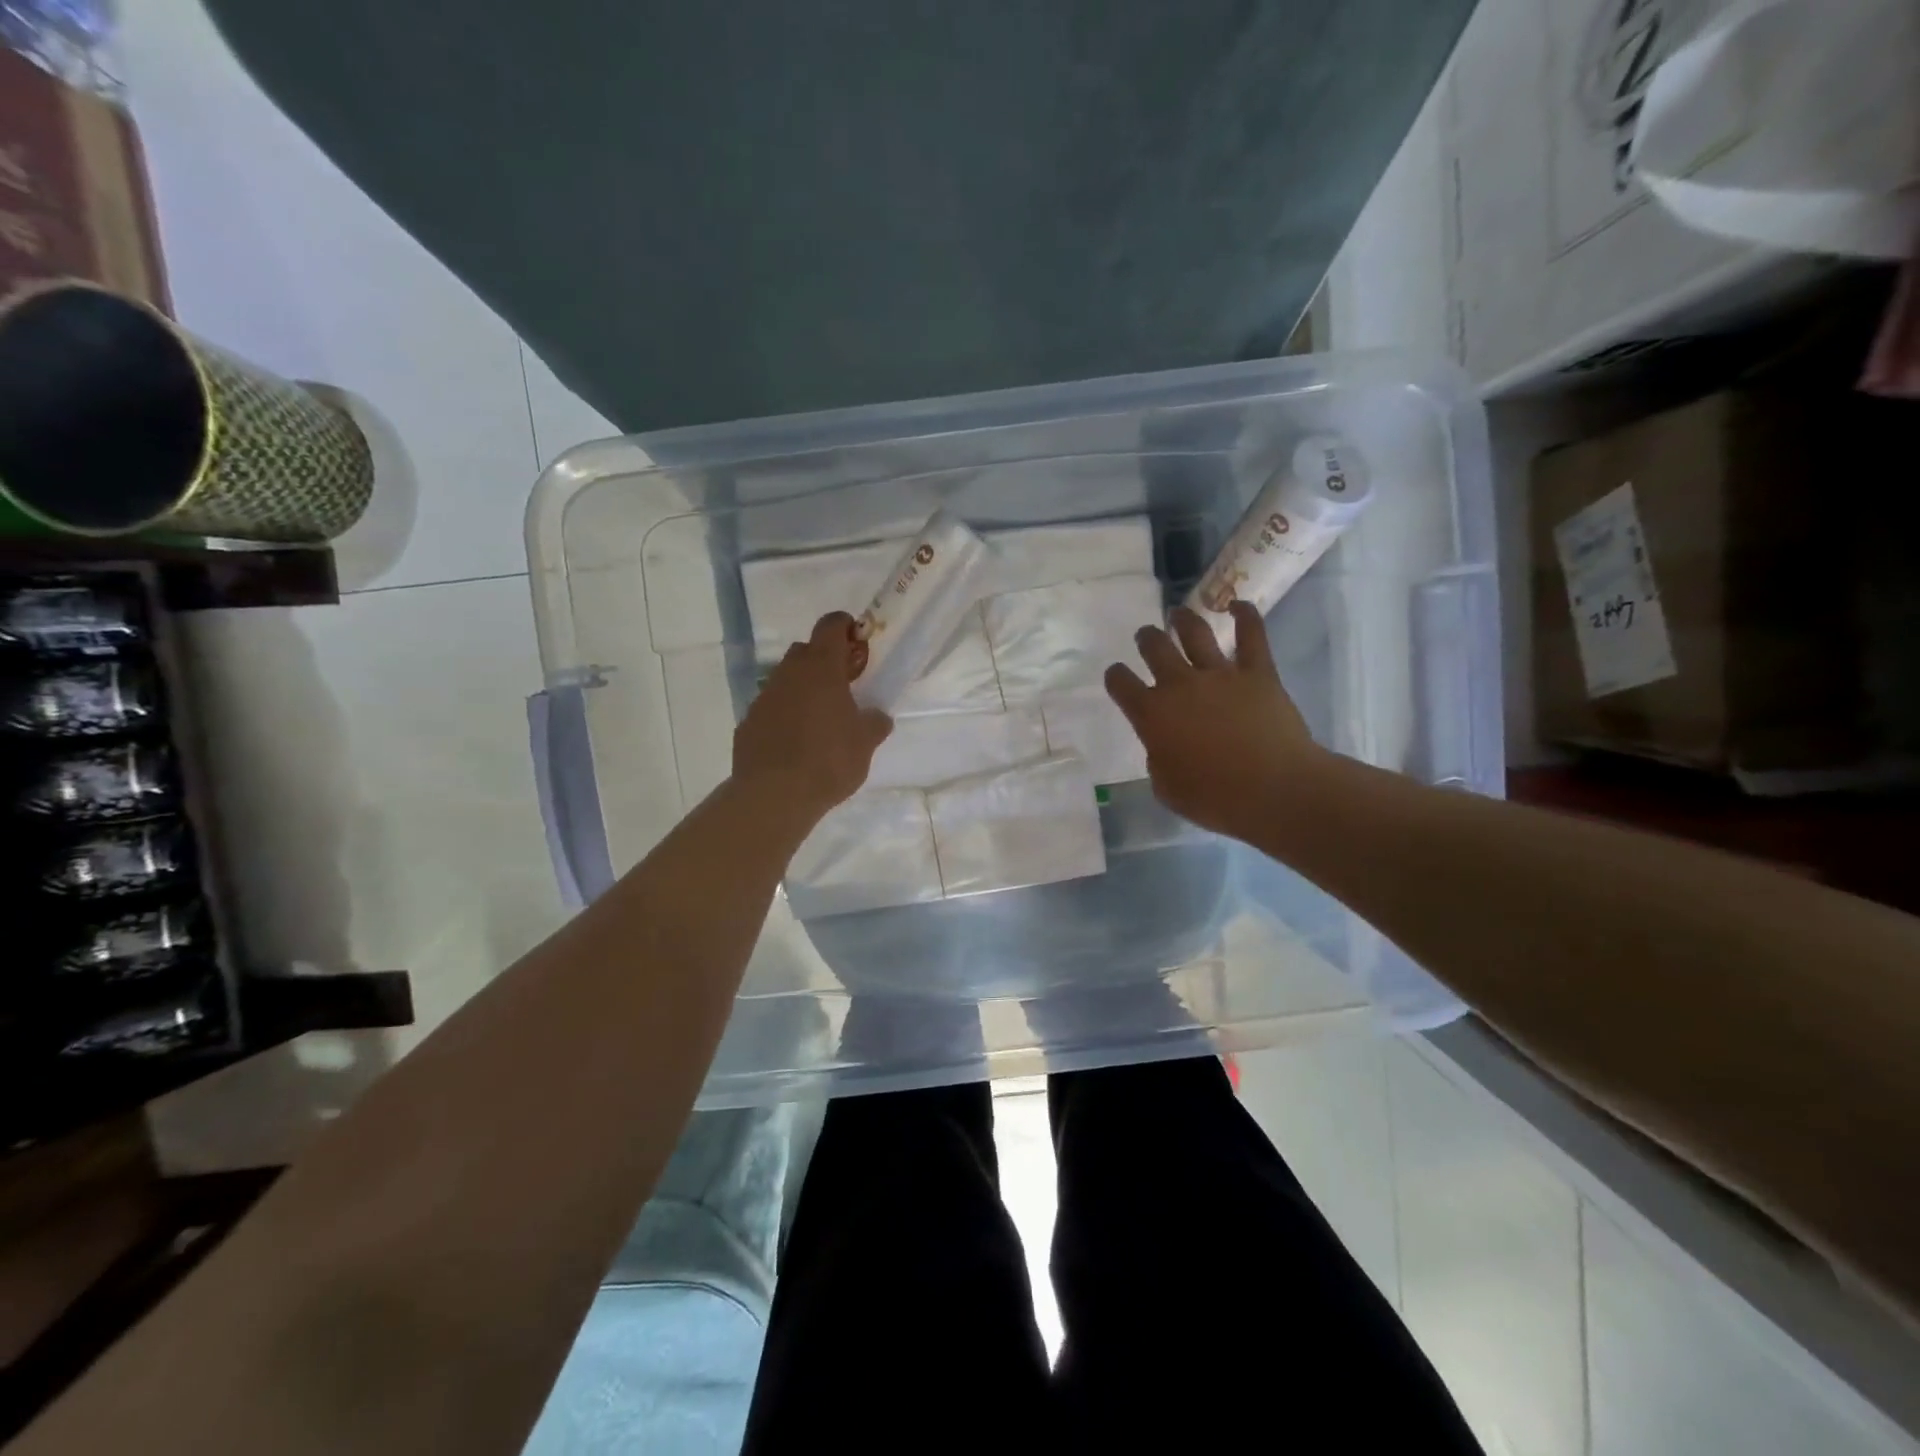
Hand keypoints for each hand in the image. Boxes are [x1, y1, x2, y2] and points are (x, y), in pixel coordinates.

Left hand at [734, 612, 891, 822]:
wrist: (774, 794)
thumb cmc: (829, 760)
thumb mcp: (865, 743)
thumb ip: (874, 723)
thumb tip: (877, 716)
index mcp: (821, 668)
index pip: (830, 626)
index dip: (844, 626)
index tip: (857, 639)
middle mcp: (789, 674)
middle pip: (805, 651)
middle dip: (824, 660)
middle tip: (843, 685)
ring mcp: (764, 697)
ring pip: (786, 680)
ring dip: (803, 689)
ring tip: (820, 719)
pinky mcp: (748, 723)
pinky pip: (771, 708)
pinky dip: (784, 715)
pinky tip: (795, 742)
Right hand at [1104, 601, 1322, 841]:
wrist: (1274, 789)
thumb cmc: (1215, 799)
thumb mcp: (1166, 788)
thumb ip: (1158, 759)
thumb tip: (1164, 744)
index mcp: (1152, 714)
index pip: (1121, 683)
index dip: (1116, 676)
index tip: (1117, 676)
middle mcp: (1180, 684)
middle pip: (1155, 647)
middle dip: (1146, 639)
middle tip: (1146, 637)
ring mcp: (1220, 674)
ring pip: (1195, 633)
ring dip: (1183, 620)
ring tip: (1178, 614)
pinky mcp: (1258, 672)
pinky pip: (1252, 635)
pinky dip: (1244, 615)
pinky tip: (1237, 605)